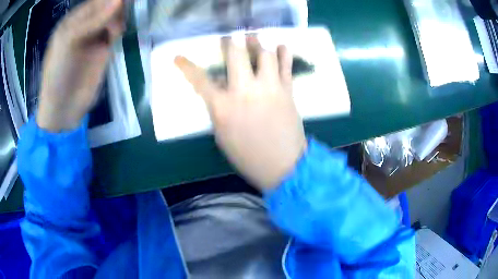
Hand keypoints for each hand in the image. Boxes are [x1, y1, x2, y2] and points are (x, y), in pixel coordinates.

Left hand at [37, 0, 124, 131]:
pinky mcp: (104, 50)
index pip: (97, 0)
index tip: (123, 2)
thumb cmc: (58, 73)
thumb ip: (93, 20)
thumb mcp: (68, 41)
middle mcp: (86, 25)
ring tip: (115, 33)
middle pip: (108, 6)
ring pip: (115, 18)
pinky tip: (118, 37)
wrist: (63, 108)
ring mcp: (96, 37)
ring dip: (120, 19)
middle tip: (116, 22)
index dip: (110, 0)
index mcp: (74, 20)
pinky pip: (117, 33)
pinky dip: (121, 31)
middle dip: (118, 8)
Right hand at [175, 37, 306, 189]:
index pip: (199, 80)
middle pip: (235, 54)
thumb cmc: (248, 156)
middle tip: (230, 38)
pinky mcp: (287, 90)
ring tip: (254, 41)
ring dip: (257, 44)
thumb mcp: (223, 135)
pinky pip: (286, 64)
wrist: (284, 166)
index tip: (178, 57)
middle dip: (230, 41)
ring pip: (264, 53)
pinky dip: (283, 52)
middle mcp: (245, 91)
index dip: (186, 66)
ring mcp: (269, 88)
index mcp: (223, 107)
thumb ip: (219, 109)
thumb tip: (219, 90)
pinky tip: (280, 47)